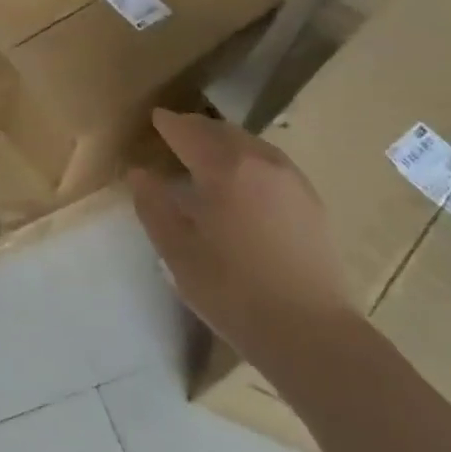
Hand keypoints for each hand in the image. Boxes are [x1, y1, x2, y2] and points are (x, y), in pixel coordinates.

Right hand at [130, 111, 357, 379]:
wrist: (312, 333)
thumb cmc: (233, 291)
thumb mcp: (177, 252)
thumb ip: (154, 206)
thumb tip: (139, 173)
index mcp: (224, 167)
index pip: (188, 131)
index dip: (168, 123)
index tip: (154, 117)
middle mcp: (259, 161)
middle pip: (221, 131)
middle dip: (196, 128)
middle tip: (176, 132)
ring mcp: (291, 178)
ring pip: (249, 143)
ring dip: (224, 141)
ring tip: (207, 154)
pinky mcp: (311, 200)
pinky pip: (270, 162)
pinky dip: (248, 158)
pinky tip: (243, 180)